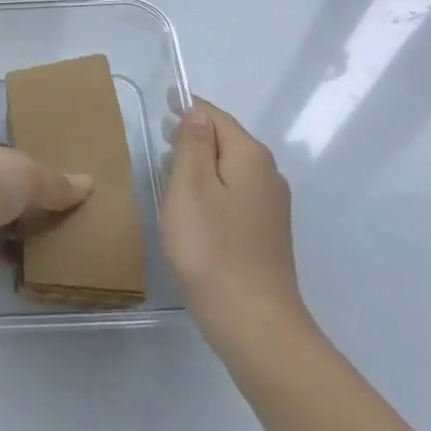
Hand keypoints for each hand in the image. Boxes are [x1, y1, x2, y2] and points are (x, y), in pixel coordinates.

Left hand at [0, 121, 92, 279]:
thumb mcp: (26, 173)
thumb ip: (55, 182)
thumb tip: (89, 184)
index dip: (6, 150)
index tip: (33, 165)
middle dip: (11, 191)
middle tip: (49, 202)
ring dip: (8, 223)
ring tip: (48, 231)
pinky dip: (4, 250)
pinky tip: (31, 257)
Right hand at [161, 99, 312, 349]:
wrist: (254, 324)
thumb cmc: (211, 248)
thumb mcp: (190, 187)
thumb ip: (193, 144)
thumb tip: (198, 113)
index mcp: (250, 157)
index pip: (216, 116)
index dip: (188, 108)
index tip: (161, 106)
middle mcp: (268, 175)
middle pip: (227, 141)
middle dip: (194, 136)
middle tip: (159, 141)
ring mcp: (271, 208)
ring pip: (230, 170)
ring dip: (201, 165)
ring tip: (169, 172)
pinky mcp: (266, 235)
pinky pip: (235, 195)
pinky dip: (212, 190)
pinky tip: (192, 210)